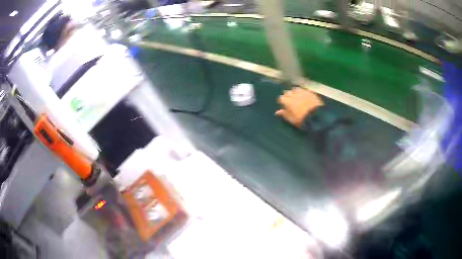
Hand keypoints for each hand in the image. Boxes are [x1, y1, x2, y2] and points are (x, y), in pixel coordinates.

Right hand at [276, 87, 323, 127]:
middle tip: (291, 102)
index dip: (283, 102)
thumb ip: (284, 114)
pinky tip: (305, 97)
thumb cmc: (301, 119)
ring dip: (295, 93)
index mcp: (286, 101)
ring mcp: (301, 92)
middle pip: (287, 92)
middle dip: (288, 96)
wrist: (316, 116)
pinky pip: (304, 90)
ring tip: (298, 97)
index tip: (285, 106)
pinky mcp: (309, 92)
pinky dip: (303, 93)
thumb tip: (277, 112)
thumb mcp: (291, 119)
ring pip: (295, 89)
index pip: (281, 98)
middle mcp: (293, 94)